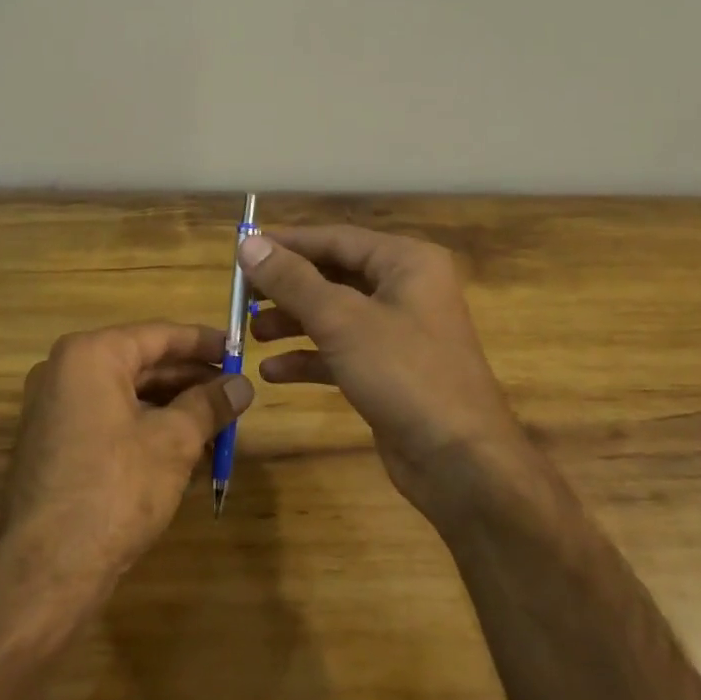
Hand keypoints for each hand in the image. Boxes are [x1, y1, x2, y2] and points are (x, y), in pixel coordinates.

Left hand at [0, 321, 252, 598]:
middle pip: (143, 363)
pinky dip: (148, 428)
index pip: (159, 335)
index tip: (240, 351)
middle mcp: (65, 372)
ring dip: (174, 408)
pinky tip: (186, 450)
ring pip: (128, 395)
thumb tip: (243, 384)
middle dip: (192, 380)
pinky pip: (111, 420)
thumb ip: (210, 404)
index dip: (205, 343)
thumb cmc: (116, 489)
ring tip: (220, 426)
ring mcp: (55, 409)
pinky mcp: (55, 443)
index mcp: (90, 355)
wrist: (48, 569)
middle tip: (236, 394)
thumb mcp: (174, 442)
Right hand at [238, 226, 523, 526]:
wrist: (459, 461)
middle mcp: (405, 289)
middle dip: (286, 287)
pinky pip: (341, 352)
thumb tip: (248, 243)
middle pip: (333, 275)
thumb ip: (292, 280)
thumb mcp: (341, 320)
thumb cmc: (404, 373)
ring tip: (252, 333)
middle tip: (241, 296)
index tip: (241, 249)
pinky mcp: (389, 371)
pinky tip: (273, 372)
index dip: (287, 243)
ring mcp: (399, 332)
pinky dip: (309, 358)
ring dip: (293, 323)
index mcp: (406, 262)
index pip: (335, 238)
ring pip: (334, 315)